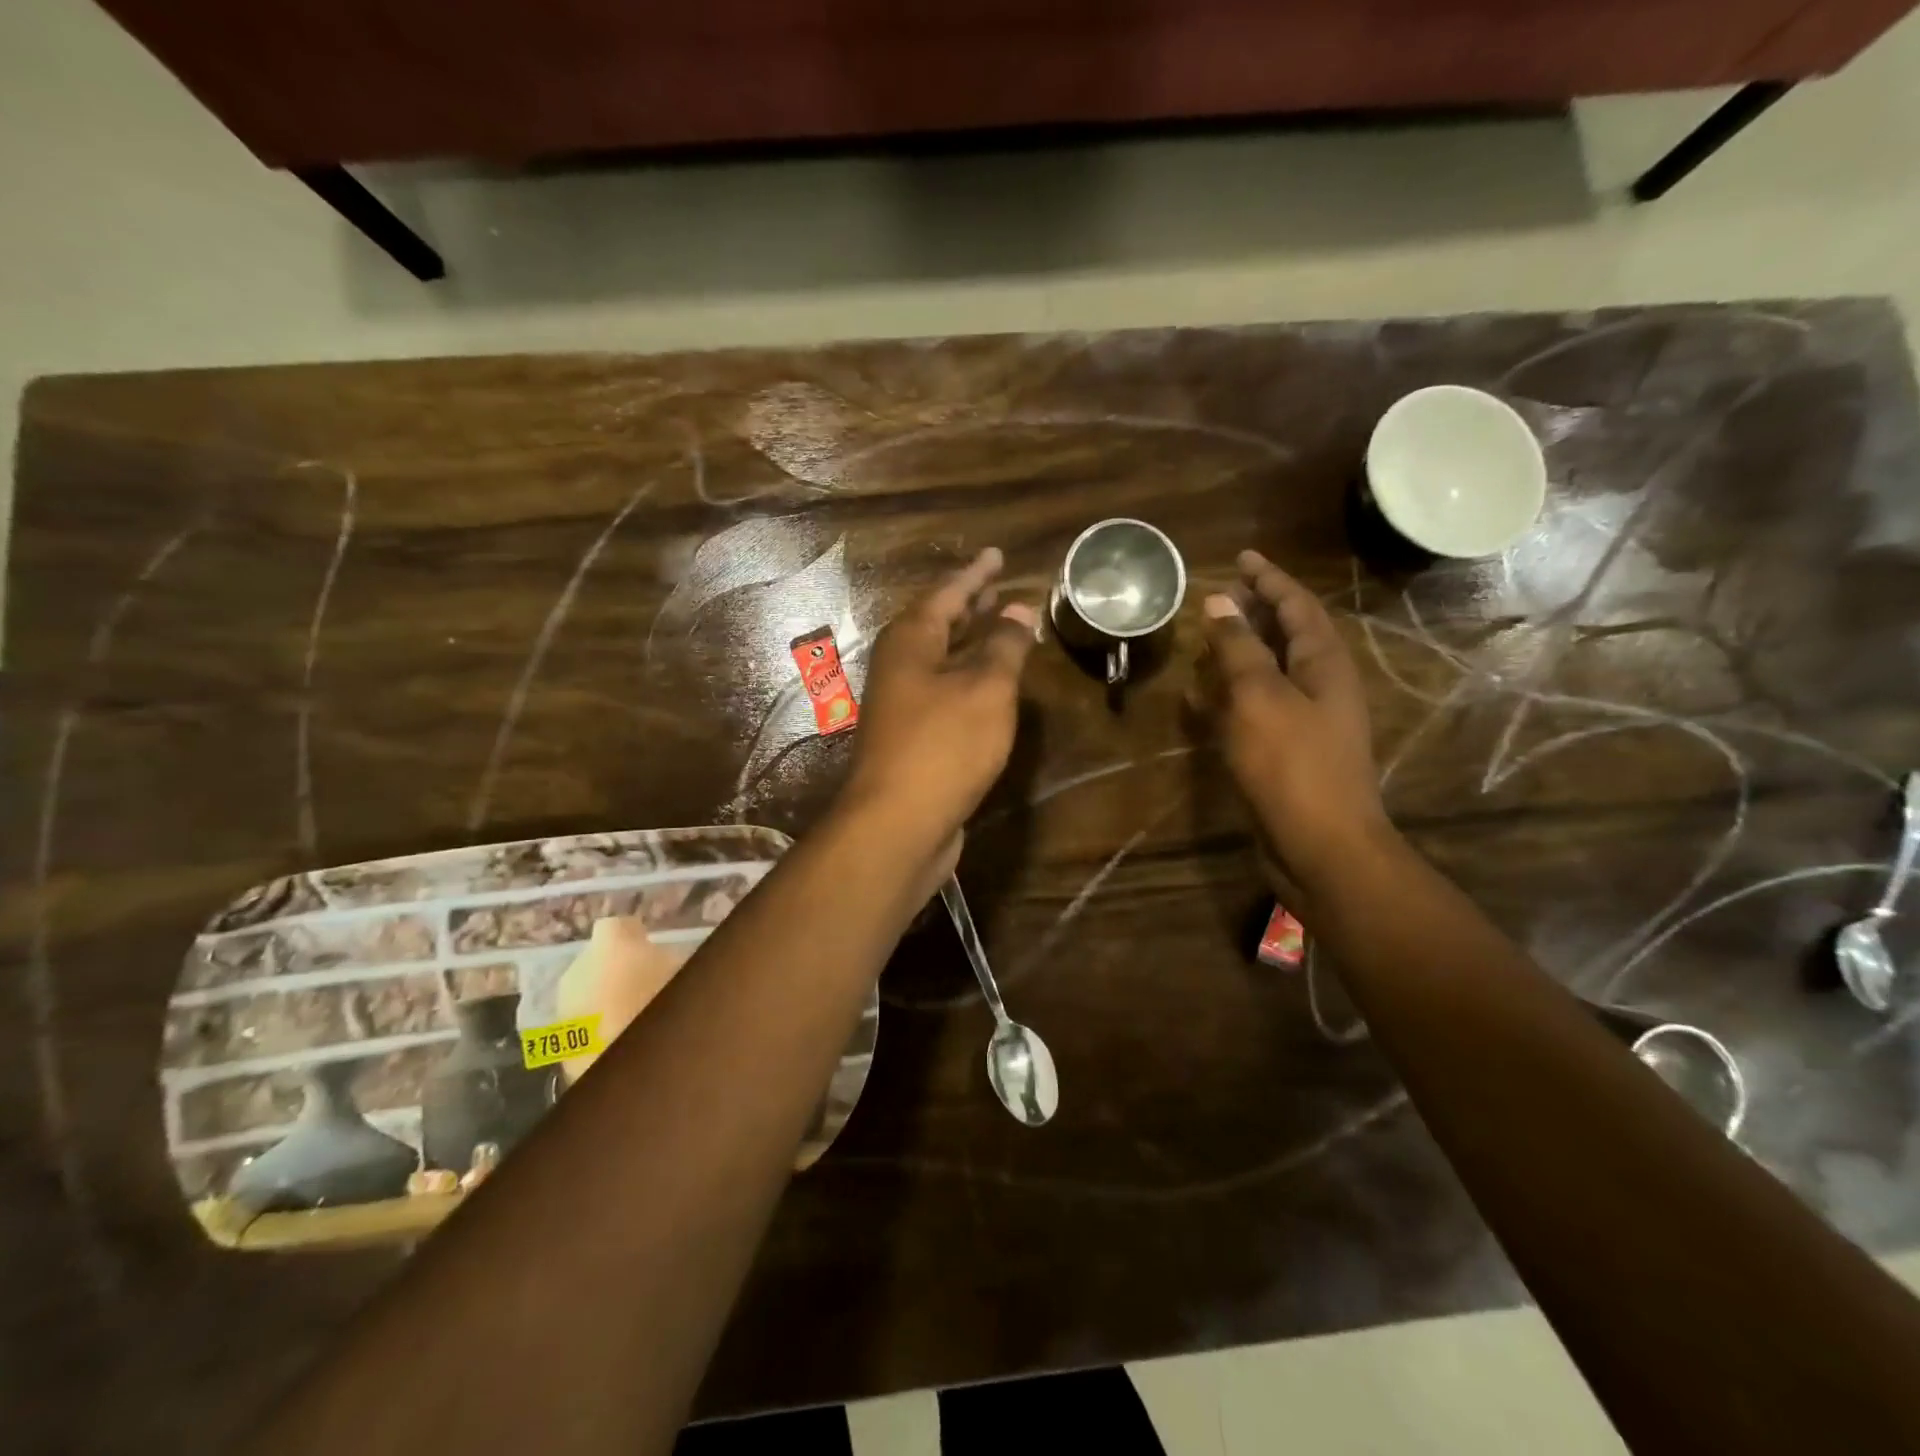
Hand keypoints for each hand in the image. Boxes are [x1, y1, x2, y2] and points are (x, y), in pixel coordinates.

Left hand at [838, 548, 1038, 879]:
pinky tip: (989, 688)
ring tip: (999, 628)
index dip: (976, 574)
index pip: (947, 593)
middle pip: (937, 624)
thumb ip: (1004, 646)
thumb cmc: (944, 745)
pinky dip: (968, 680)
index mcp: (911, 641)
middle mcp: (900, 666)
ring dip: (969, 643)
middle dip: (969, 606)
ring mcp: (902, 704)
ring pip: (940, 660)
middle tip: (997, 588)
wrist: (898, 823)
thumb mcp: (986, 689)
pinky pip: (944, 692)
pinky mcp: (912, 738)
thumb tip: (1018, 610)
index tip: (997, 554)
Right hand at [1196, 550, 1391, 898]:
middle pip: (1288, 634)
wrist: (1321, 846)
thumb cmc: (1292, 765)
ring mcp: (1306, 721)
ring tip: (1208, 636)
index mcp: (1325, 663)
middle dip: (1256, 610)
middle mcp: (1321, 686)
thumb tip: (1220, 601)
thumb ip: (1239, 648)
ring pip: (1272, 671)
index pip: (1297, 605)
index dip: (1269, 578)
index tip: (1241, 557)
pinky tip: (1203, 697)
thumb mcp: (1260, 698)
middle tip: (1221, 594)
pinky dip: (1232, 693)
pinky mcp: (1287, 751)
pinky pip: (1258, 706)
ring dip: (1242, 650)